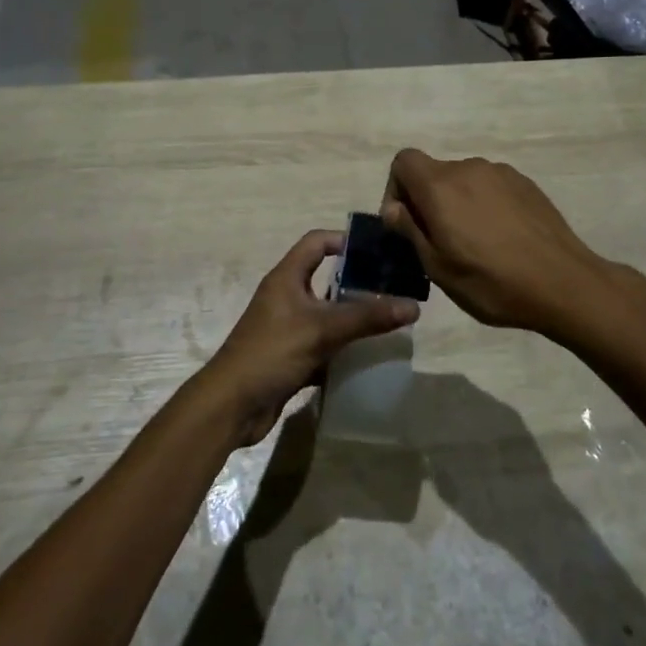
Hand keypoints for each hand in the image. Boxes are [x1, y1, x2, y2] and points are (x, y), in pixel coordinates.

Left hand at [201, 229, 419, 446]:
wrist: (232, 405)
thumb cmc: (272, 353)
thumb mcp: (322, 329)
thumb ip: (367, 317)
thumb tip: (413, 306)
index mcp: (286, 277)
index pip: (317, 242)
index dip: (345, 240)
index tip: (379, 250)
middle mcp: (286, 296)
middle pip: (325, 277)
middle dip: (358, 282)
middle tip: (394, 287)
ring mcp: (288, 327)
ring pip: (326, 313)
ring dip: (353, 316)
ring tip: (389, 318)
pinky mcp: (291, 355)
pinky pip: (323, 343)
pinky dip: (343, 346)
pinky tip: (368, 353)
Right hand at [381, 149, 621, 337]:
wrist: (563, 283)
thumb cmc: (491, 282)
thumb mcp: (438, 267)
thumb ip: (410, 230)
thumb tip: (393, 208)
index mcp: (441, 186)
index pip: (403, 161)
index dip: (396, 188)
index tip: (406, 223)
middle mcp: (469, 169)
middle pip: (434, 173)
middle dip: (428, 202)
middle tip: (439, 243)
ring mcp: (502, 173)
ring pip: (464, 182)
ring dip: (458, 205)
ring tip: (474, 244)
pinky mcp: (526, 184)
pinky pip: (491, 187)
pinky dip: (485, 206)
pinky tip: (502, 239)